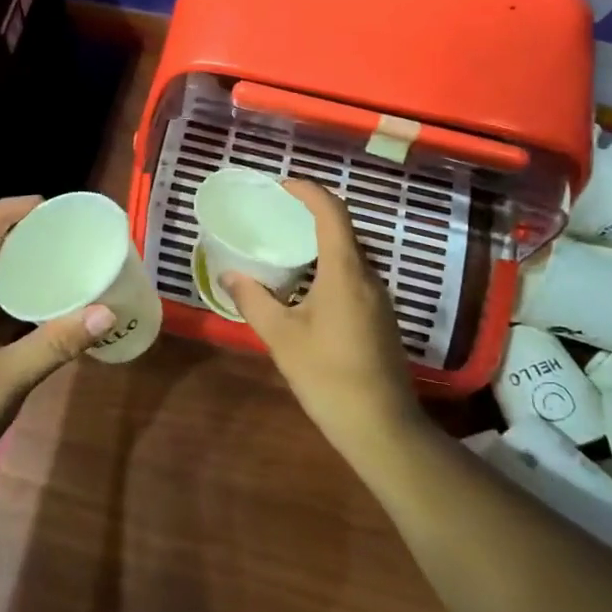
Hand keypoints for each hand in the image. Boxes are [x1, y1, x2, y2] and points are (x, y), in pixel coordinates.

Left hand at [0, 196, 115, 509]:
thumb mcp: (7, 381)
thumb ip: (56, 344)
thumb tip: (105, 311)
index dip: (5, 211)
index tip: (46, 204)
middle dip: (16, 234)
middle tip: (61, 232)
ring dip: (17, 268)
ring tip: (59, 262)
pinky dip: (17, 302)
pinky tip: (46, 311)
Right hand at [221, 180, 426, 457]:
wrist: (381, 426)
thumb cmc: (328, 376)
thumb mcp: (281, 337)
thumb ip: (254, 300)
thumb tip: (229, 275)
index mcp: (345, 272)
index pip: (332, 213)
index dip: (309, 192)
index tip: (283, 185)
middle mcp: (368, 276)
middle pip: (344, 231)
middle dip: (312, 215)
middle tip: (277, 215)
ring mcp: (379, 299)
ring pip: (350, 256)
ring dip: (321, 244)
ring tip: (286, 249)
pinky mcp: (381, 318)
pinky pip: (354, 277)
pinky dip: (330, 268)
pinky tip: (306, 289)